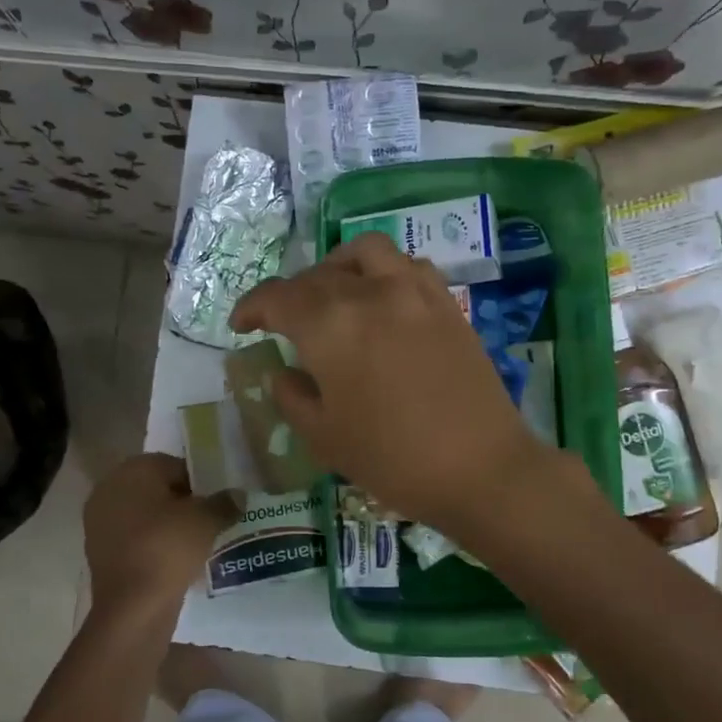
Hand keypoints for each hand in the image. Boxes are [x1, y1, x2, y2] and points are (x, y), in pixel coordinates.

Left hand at [83, 454, 239, 616]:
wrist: (132, 606)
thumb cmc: (167, 548)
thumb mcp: (207, 520)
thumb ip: (224, 502)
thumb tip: (237, 496)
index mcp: (132, 470)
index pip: (175, 465)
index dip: (200, 483)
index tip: (217, 504)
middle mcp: (109, 488)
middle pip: (157, 489)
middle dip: (183, 503)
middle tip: (210, 522)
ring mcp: (100, 521)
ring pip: (145, 515)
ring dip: (168, 525)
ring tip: (196, 543)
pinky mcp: (99, 551)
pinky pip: (135, 539)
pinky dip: (154, 545)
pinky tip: (175, 561)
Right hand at [230, 232, 550, 537]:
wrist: (480, 468)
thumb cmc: (392, 459)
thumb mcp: (323, 438)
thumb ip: (292, 397)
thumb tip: (281, 372)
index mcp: (329, 326)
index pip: (277, 298)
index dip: (252, 307)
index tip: (241, 325)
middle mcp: (369, 294)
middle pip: (317, 275)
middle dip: (291, 295)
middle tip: (283, 323)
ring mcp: (413, 293)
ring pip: (365, 253)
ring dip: (338, 266)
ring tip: (333, 294)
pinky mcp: (446, 304)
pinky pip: (408, 266)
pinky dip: (384, 271)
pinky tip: (382, 300)